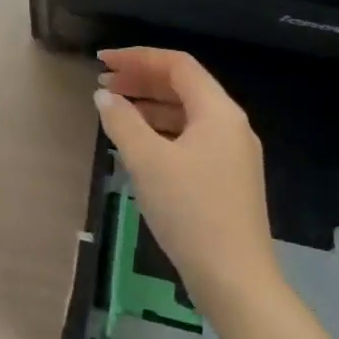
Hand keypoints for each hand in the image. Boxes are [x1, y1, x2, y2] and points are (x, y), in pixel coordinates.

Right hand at [94, 48, 276, 306]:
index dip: (137, 57)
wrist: (235, 280)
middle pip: (184, 86)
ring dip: (150, 105)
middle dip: (141, 80)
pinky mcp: (228, 178)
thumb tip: (104, 96)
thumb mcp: (148, 162)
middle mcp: (231, 125)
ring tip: (114, 110)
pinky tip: (139, 143)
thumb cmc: (190, 211)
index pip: (177, 65)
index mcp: (218, 112)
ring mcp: (233, 153)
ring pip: (187, 113)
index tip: (103, 61)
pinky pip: (191, 137)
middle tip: (103, 84)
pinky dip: (162, 130)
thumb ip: (122, 122)